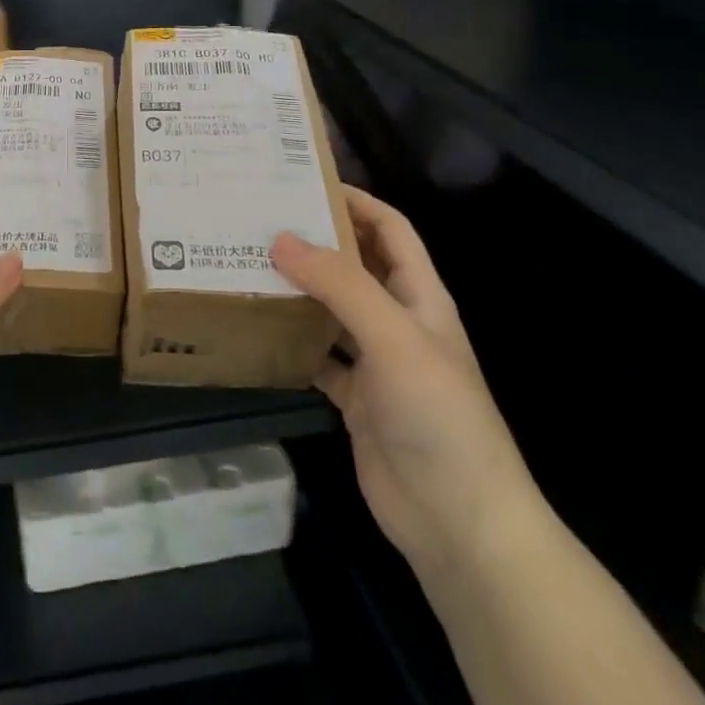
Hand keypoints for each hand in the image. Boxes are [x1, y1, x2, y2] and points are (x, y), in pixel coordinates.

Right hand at [272, 188, 543, 576]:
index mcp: (421, 297)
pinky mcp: (355, 400)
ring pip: (331, 310)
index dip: (356, 201)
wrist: (458, 521)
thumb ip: (340, 286)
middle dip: (316, 242)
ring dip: (298, 290)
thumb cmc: (438, 416)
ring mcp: (377, 363)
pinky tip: (257, 330)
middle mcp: (398, 322)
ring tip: (246, 265)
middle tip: (259, 221)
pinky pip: (317, 357)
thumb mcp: (394, 338)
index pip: (390, 230)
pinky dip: (291, 342)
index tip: (304, 182)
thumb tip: (281, 238)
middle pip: (356, 266)